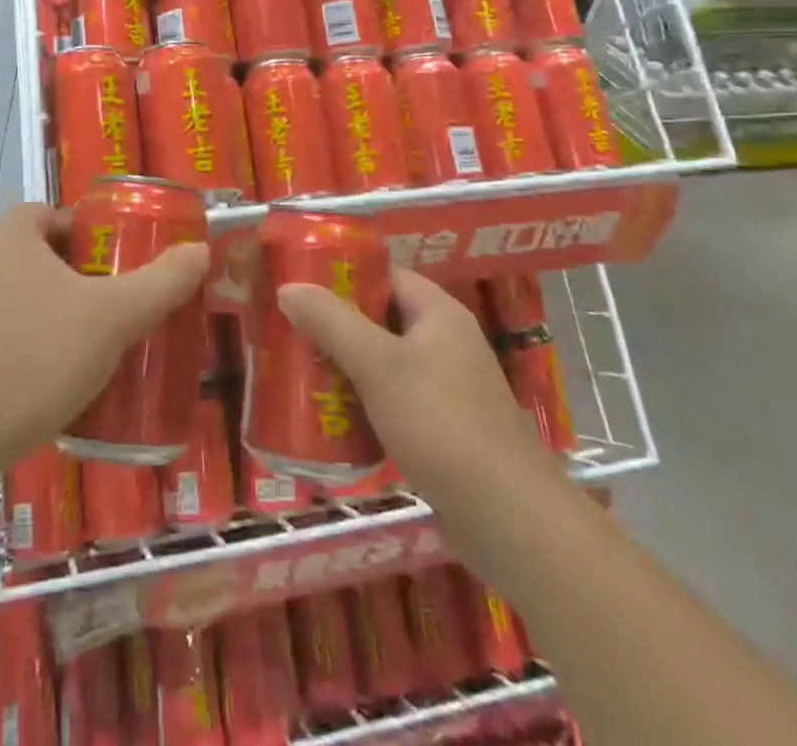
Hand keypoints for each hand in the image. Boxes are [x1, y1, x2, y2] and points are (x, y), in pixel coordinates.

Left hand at [0, 203, 209, 490]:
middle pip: (36, 256)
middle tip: (107, 320)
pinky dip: (10, 346)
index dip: (93, 241)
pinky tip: (32, 386)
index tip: (119, 277)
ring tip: (77, 357)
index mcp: (7, 232)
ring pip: (10, 296)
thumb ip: (161, 282)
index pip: (57, 217)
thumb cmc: (31, 362)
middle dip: (73, 283)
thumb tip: (199, 250)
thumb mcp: (111, 320)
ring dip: (42, 316)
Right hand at [277, 267, 561, 507]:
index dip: (340, 274)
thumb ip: (332, 322)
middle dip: (333, 325)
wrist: (510, 522)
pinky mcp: (440, 431)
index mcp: (438, 313)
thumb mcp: (379, 365)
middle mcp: (444, 343)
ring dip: (343, 367)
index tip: (297, 284)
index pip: (383, 274)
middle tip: (286, 331)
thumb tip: (287, 287)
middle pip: (378, 318)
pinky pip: (389, 402)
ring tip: (295, 373)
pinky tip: (327, 420)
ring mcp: (445, 389)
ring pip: (381, 363)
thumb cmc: (442, 425)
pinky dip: (360, 404)